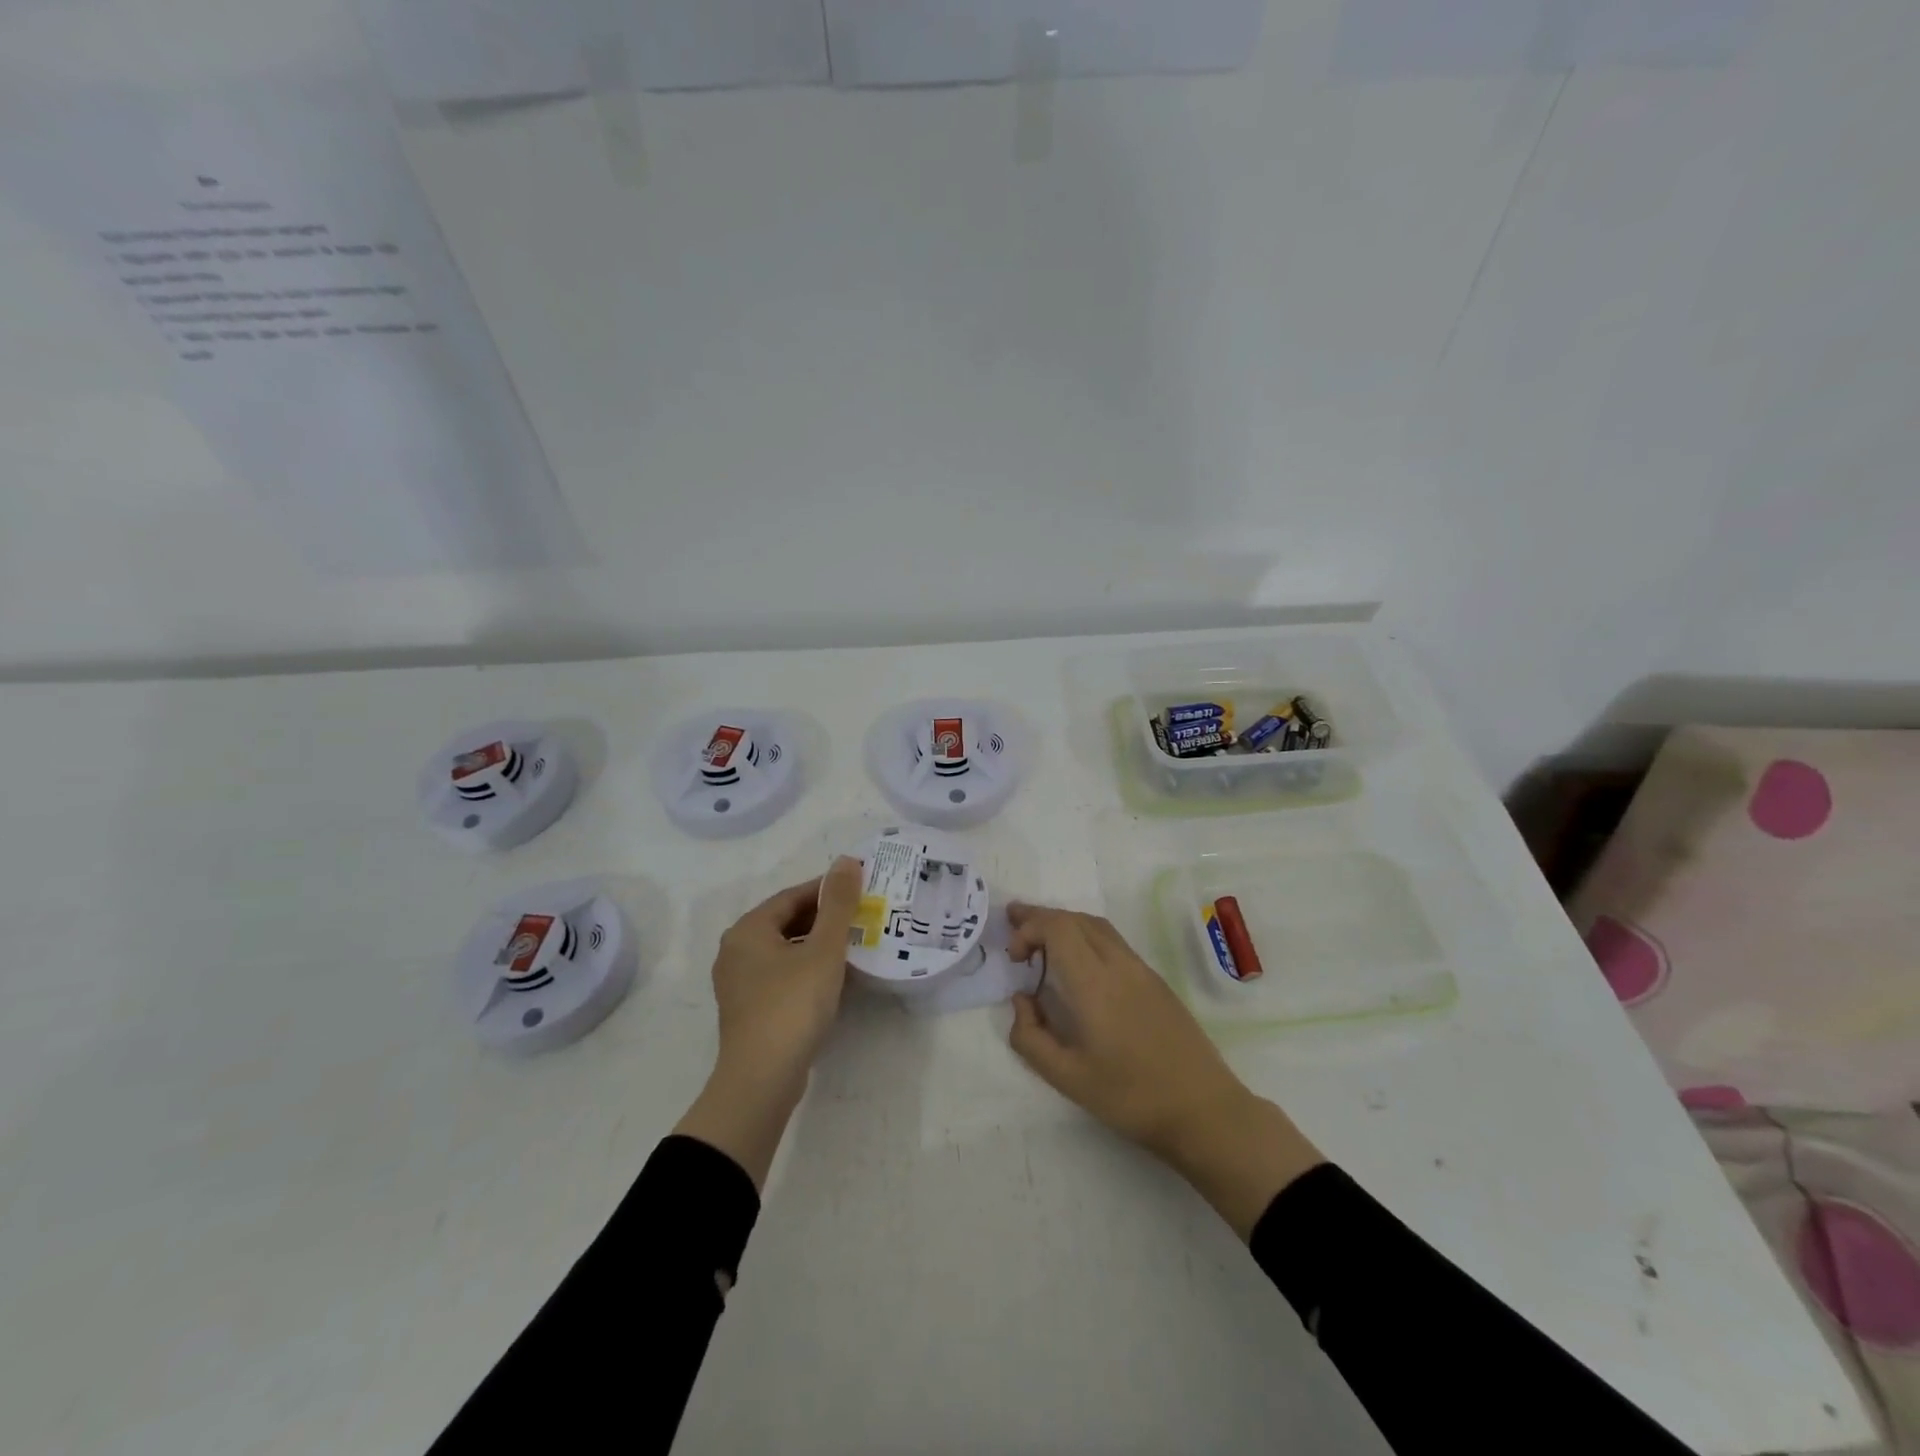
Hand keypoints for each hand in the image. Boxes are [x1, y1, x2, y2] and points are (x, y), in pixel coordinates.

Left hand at [674, 857, 863, 1187]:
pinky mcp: (748, 1008)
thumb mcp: (823, 949)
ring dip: (816, 945)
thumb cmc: (793, 1005)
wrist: (761, 1079)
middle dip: (824, 918)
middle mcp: (735, 950)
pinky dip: (805, 968)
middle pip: (786, 921)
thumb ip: (838, 904)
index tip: (860, 891)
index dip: (827, 890)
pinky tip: (831, 978)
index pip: (792, 896)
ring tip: (852, 946)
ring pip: (784, 949)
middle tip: (861, 918)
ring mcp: (738, 982)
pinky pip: (780, 974)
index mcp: (748, 929)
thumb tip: (847, 860)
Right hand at [1005, 903, 1323, 1238]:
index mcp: (1094, 983)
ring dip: (1065, 924)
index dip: (1029, 929)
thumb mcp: (1067, 1078)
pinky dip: (1086, 936)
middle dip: (1041, 918)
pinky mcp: (1156, 981)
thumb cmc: (1130, 1097)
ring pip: (1097, 926)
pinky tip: (1078, 961)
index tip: (1014, 958)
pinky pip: (1113, 942)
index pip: (1058, 927)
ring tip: (1040, 937)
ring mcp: (1141, 970)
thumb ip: (1031, 1037)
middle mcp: (1118, 964)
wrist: (1203, 1109)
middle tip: (1013, 925)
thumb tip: (1022, 1000)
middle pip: (1075, 919)